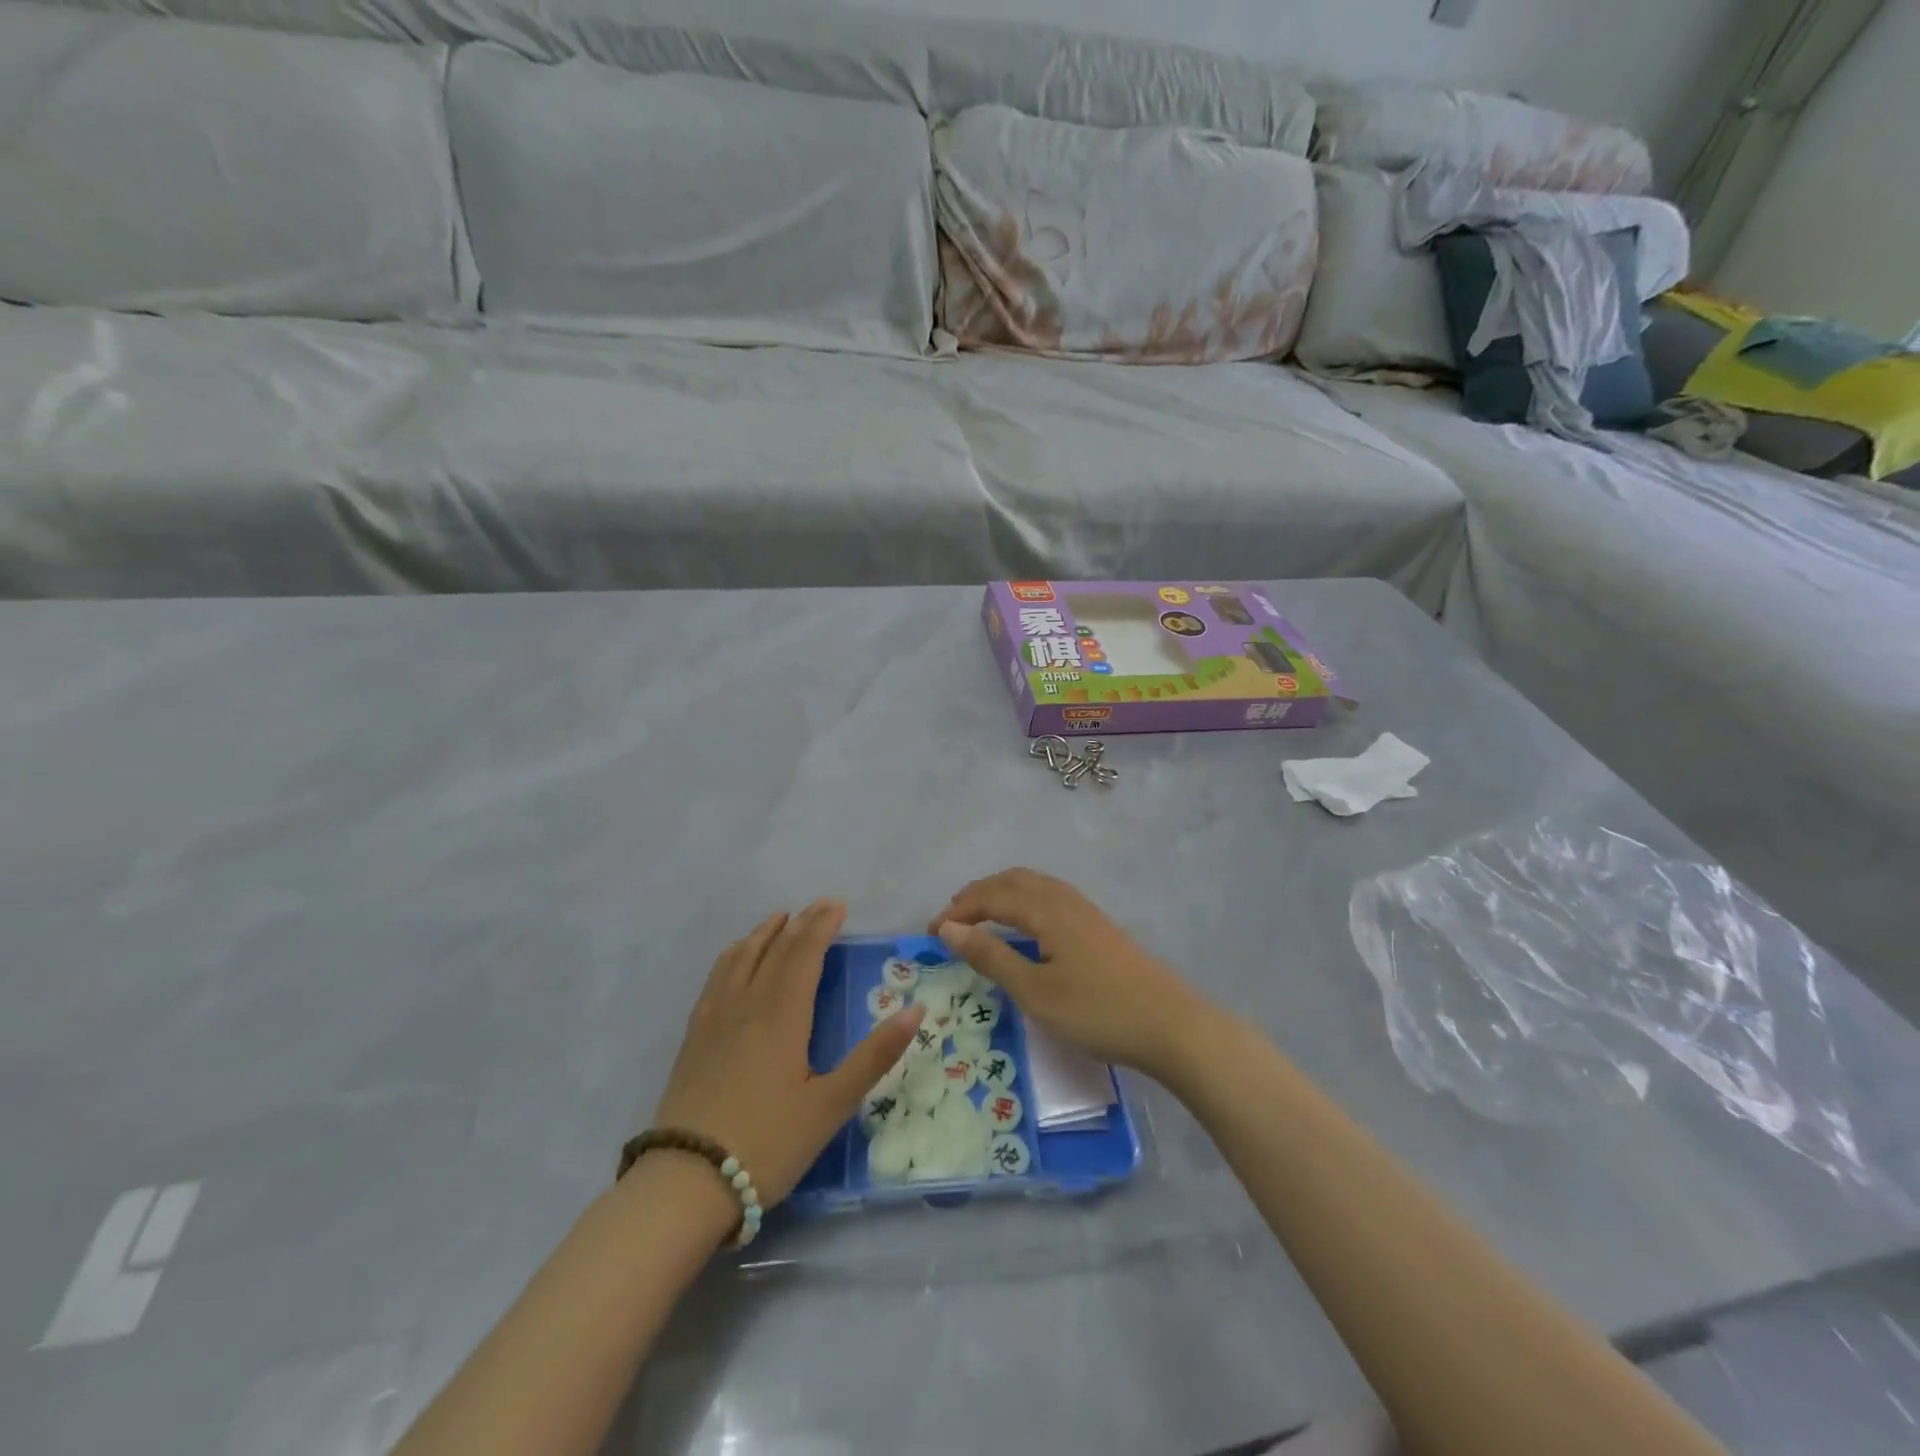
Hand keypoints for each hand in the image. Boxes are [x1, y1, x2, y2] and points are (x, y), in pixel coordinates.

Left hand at [654, 901, 923, 1209]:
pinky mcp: (694, 1036)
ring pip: (740, 957)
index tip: (839, 905)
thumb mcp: (831, 1105)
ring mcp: (715, 1018)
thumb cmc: (768, 1144)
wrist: (686, 1183)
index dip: (822, 925)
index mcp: (782, 1014)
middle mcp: (747, 1003)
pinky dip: (734, 955)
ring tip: (779, 920)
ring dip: (764, 933)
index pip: (804, 953)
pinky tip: (736, 961)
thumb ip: (874, 1055)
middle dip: (800, 923)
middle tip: (820, 905)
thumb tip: (916, 1010)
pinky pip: (716, 977)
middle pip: (774, 949)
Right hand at [931, 869, 1216, 1079]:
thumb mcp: (1035, 991)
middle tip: (951, 918)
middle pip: (1012, 881)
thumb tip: (949, 928)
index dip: (958, 911)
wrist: (1171, 1025)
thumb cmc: (1097, 1011)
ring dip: (1001, 894)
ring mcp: (1086, 910)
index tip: (931, 933)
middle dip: (977, 894)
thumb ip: (991, 957)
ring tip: (980, 916)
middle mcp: (1064, 899)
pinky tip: (1025, 925)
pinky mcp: (1098, 925)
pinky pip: (1050, 896)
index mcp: (1046, 910)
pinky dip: (1024, 901)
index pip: (991, 897)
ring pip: (1034, 885)